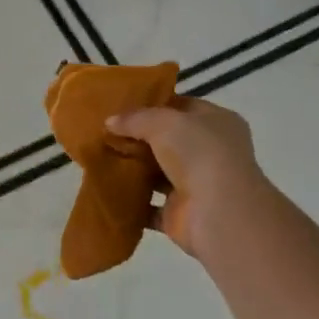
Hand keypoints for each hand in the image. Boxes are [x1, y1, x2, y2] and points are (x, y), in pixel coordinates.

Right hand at [107, 97, 270, 258]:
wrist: (218, 213)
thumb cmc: (199, 154)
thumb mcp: (164, 122)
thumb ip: (136, 118)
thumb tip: (110, 122)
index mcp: (217, 122)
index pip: (182, 107)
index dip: (153, 104)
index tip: (121, 105)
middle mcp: (209, 152)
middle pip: (168, 140)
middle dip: (138, 137)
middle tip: (105, 131)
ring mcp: (195, 184)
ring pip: (157, 172)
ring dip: (133, 168)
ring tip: (100, 156)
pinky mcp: (179, 213)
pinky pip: (148, 204)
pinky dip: (130, 199)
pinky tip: (106, 188)